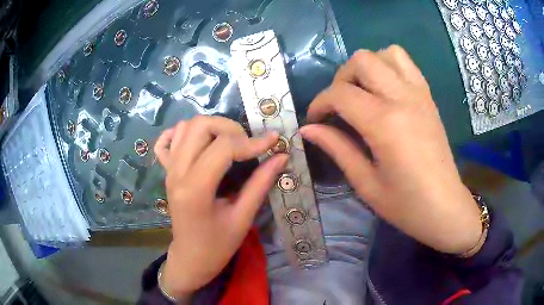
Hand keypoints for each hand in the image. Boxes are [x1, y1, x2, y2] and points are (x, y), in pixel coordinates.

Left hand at [154, 115, 287, 297]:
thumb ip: (260, 184)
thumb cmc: (217, 245)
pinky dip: (181, 133)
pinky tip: (197, 143)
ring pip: (185, 127)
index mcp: (195, 189)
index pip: (223, 147)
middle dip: (230, 128)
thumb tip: (281, 156)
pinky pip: (167, 141)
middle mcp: (177, 172)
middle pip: (200, 126)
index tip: (273, 141)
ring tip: (229, 143)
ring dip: (211, 127)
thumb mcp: (243, 218)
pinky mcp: (167, 171)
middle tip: (247, 144)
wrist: (190, 257)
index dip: (252, 141)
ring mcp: (169, 170)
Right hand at [300, 46, 481, 254]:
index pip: (340, 94)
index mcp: (385, 123)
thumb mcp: (366, 183)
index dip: (319, 103)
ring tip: (363, 93)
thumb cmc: (406, 204)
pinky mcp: (428, 96)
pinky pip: (406, 63)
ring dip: (367, 67)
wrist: (445, 207)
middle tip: (340, 105)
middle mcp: (403, 98)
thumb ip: (337, 148)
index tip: (314, 121)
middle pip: (362, 60)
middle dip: (341, 78)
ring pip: (386, 53)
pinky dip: (389, 66)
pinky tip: (385, 90)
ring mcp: (419, 94)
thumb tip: (307, 129)